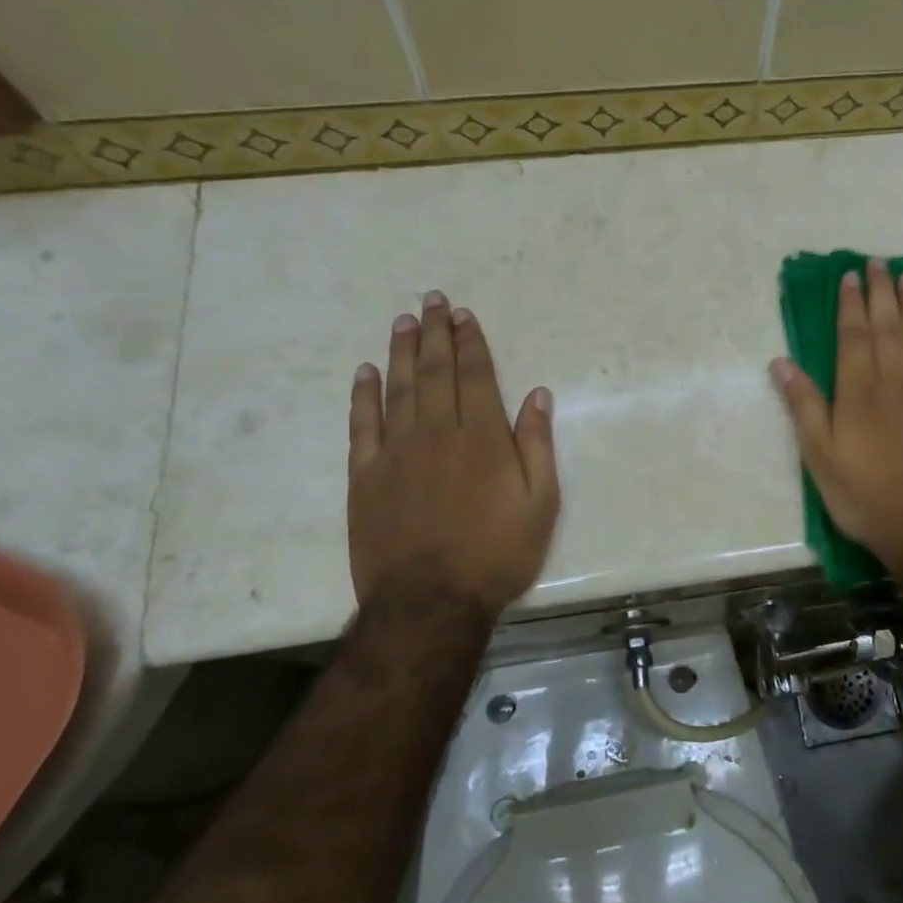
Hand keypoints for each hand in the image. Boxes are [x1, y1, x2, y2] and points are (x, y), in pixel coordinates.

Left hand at [347, 292, 559, 616]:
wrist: (430, 602)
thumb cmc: (496, 554)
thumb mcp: (540, 504)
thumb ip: (537, 446)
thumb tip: (537, 396)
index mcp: (482, 439)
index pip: (475, 376)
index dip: (470, 343)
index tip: (464, 315)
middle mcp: (437, 434)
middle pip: (435, 372)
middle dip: (436, 334)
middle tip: (432, 300)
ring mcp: (396, 453)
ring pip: (398, 389)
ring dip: (402, 352)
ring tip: (403, 321)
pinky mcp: (365, 476)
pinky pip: (362, 425)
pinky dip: (363, 395)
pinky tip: (366, 372)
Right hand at [771, 258, 902, 576]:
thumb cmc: (866, 495)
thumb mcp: (820, 457)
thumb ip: (803, 406)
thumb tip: (781, 362)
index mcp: (859, 390)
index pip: (853, 335)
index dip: (851, 304)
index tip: (850, 275)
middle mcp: (897, 381)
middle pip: (889, 327)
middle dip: (882, 293)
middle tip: (879, 263)